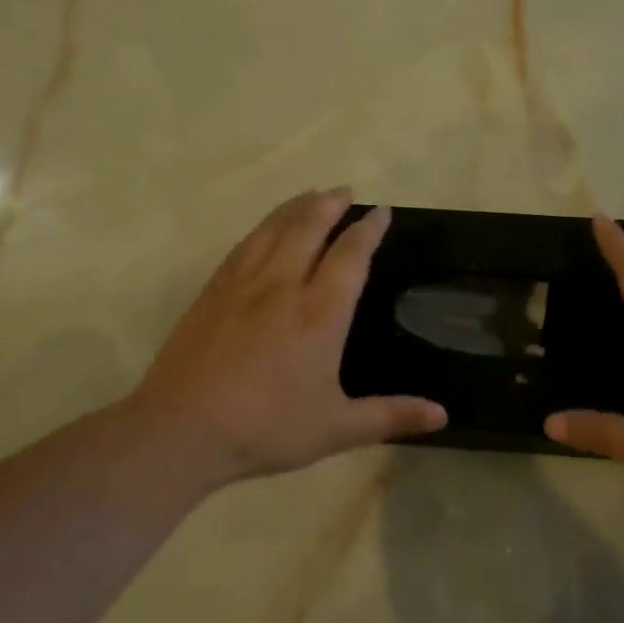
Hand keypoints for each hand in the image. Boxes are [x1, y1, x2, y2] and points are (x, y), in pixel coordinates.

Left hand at [121, 189, 445, 487]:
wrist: (180, 431)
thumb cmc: (266, 428)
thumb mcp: (337, 429)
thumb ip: (391, 416)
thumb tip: (443, 415)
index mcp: (319, 313)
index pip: (350, 256)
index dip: (368, 230)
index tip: (381, 211)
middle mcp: (282, 286)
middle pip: (309, 228)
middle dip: (331, 205)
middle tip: (345, 190)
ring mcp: (242, 285)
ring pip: (273, 229)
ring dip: (296, 207)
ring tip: (312, 195)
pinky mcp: (211, 293)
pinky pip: (244, 245)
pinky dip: (263, 227)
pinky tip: (265, 229)